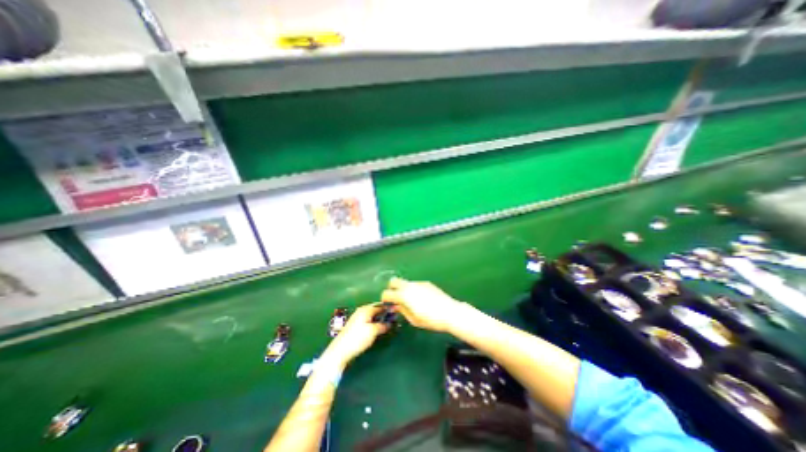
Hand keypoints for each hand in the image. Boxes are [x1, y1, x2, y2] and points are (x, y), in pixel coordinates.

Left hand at [323, 305, 393, 364]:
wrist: (340, 351)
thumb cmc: (357, 338)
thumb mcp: (373, 331)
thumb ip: (382, 325)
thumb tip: (390, 323)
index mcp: (365, 309)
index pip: (380, 305)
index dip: (389, 308)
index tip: (397, 311)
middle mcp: (361, 311)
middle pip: (376, 309)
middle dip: (384, 313)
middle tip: (394, 318)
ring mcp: (358, 318)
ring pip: (372, 316)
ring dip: (380, 318)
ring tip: (388, 323)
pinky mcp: (355, 326)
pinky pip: (368, 321)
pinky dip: (375, 323)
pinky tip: (378, 328)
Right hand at [381, 276, 469, 333]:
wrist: (450, 312)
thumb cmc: (430, 320)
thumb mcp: (413, 320)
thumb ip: (402, 311)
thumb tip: (396, 306)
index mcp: (403, 295)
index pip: (387, 293)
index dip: (385, 299)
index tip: (388, 304)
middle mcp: (409, 286)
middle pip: (393, 281)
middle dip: (391, 288)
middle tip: (395, 299)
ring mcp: (418, 283)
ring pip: (405, 282)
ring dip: (403, 289)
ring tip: (410, 301)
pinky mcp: (426, 283)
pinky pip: (415, 284)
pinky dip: (413, 289)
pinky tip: (421, 299)